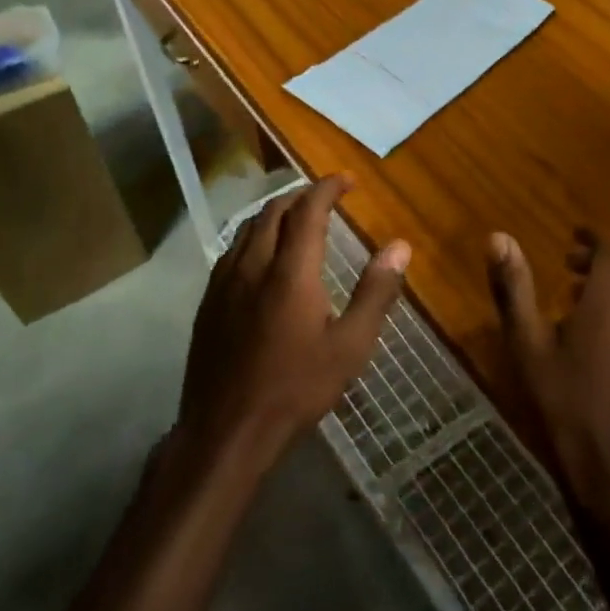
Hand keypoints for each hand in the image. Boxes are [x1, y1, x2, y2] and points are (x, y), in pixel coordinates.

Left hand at [180, 174, 410, 462]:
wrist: (227, 430)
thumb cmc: (296, 388)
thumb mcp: (350, 346)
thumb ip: (376, 292)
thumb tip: (400, 247)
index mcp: (290, 271)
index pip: (308, 210)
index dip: (328, 188)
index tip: (348, 180)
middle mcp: (253, 265)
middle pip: (274, 211)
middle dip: (302, 195)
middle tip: (326, 197)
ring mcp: (225, 282)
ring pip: (249, 227)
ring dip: (275, 212)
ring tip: (297, 217)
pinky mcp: (209, 301)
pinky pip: (232, 250)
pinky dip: (254, 235)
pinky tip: (262, 255)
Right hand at [487, 228, 609, 515]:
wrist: (608, 466)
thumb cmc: (561, 399)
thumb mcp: (527, 341)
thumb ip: (514, 287)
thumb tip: (498, 236)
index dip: (595, 237)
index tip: (574, 233)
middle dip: (603, 258)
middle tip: (571, 260)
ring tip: (580, 294)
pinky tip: (601, 335)